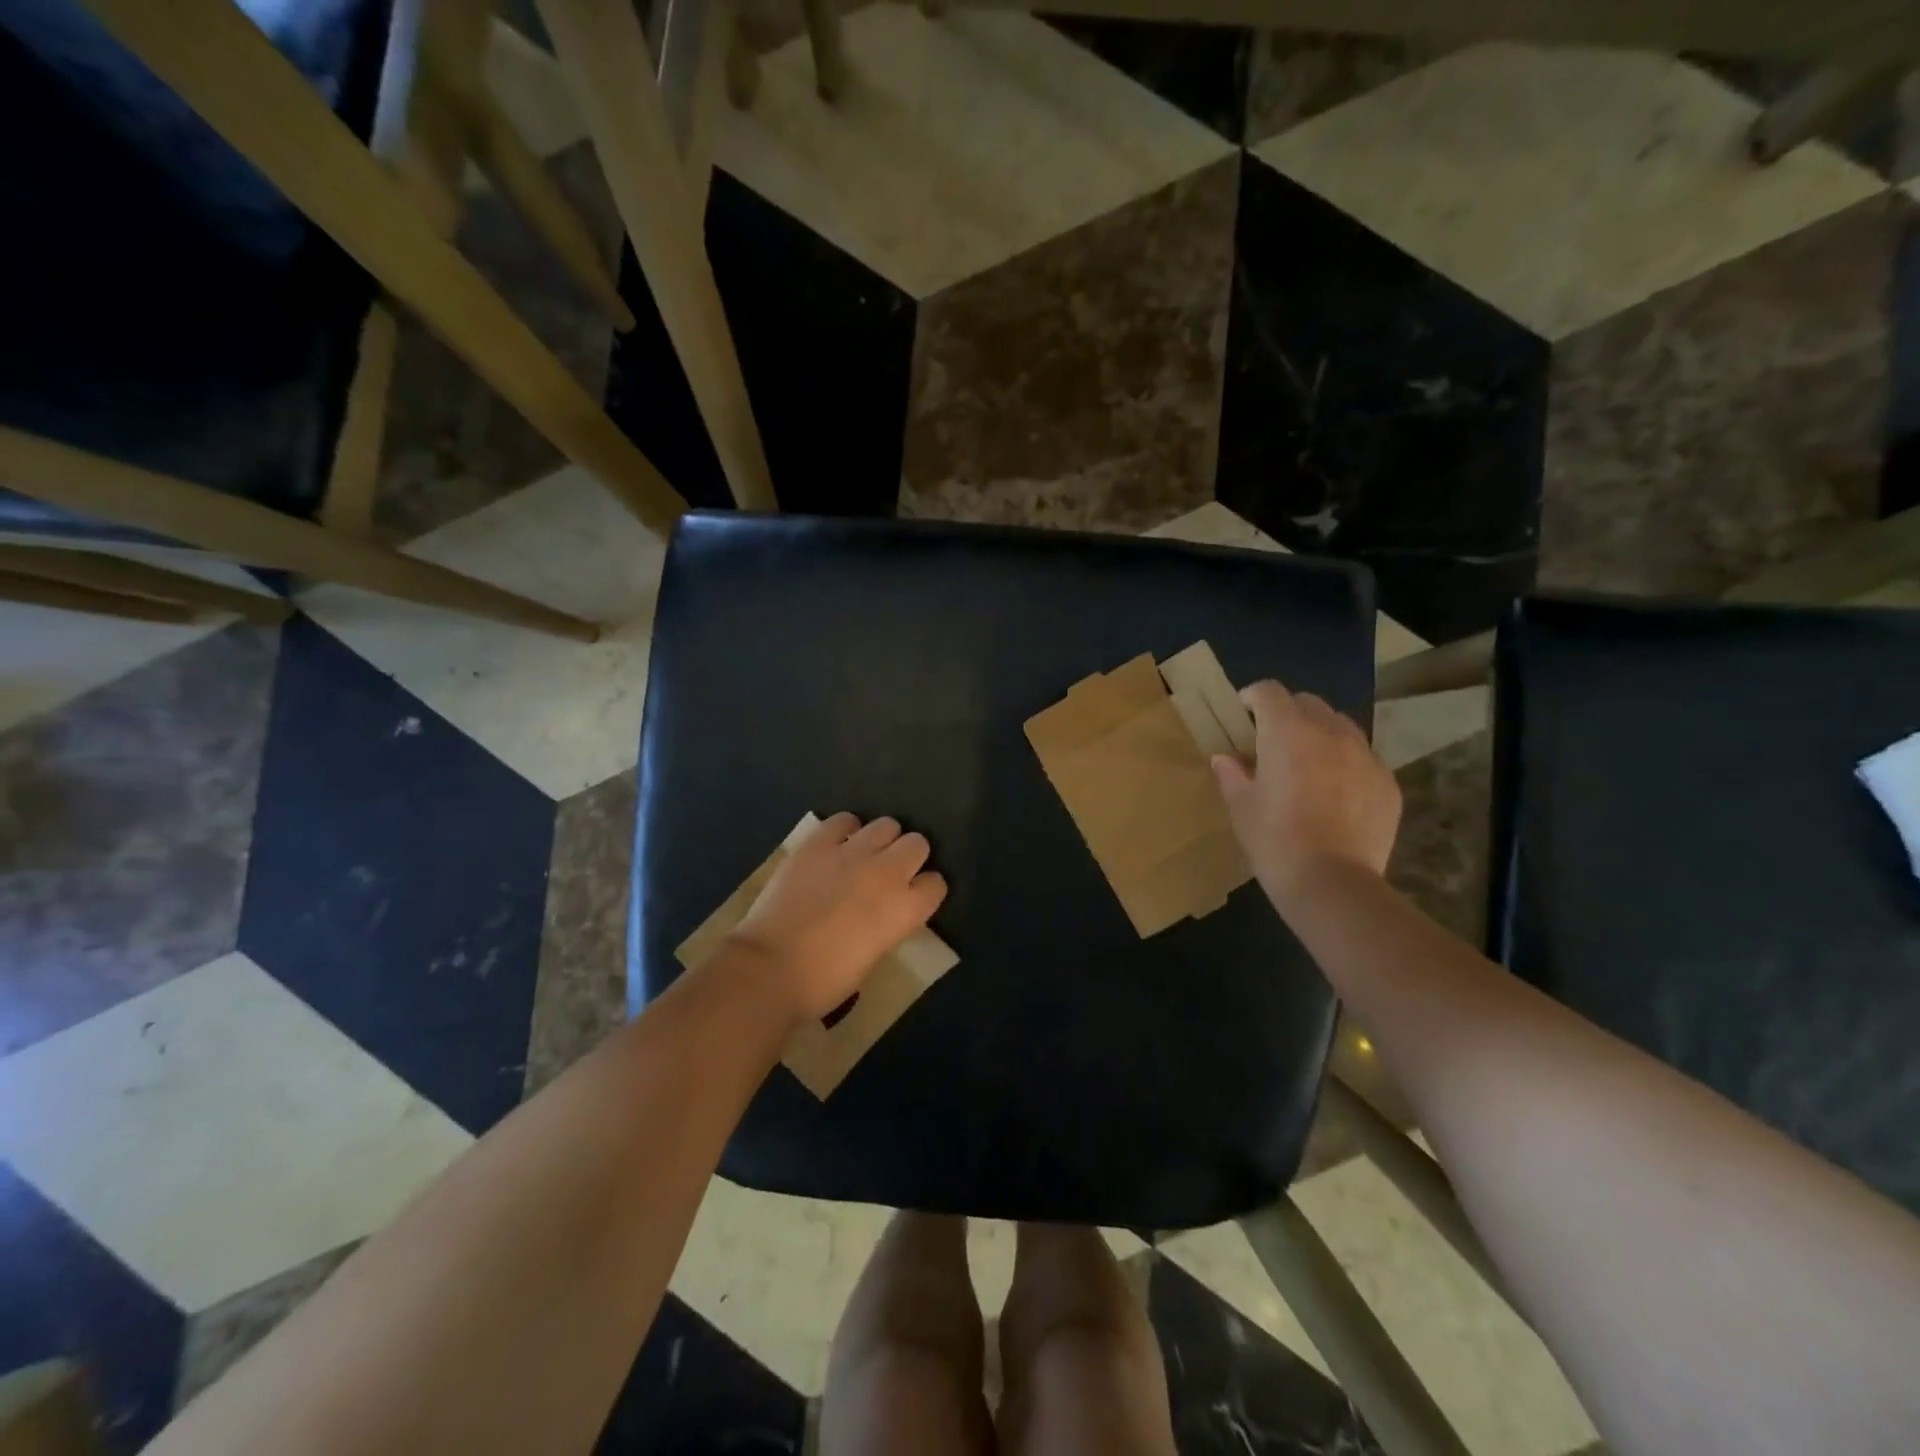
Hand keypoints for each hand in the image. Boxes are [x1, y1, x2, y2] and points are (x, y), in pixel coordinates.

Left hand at [726, 813, 948, 1022]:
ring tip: (864, 856)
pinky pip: (844, 821)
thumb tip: (884, 913)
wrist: (770, 968)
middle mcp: (887, 873)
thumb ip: (889, 925)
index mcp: (904, 909)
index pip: (936, 884)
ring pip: (887, 825)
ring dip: (881, 840)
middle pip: (918, 844)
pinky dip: (845, 831)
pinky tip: (836, 846)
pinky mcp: (818, 843)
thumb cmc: (824, 981)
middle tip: (890, 874)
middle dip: (909, 857)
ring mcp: (851, 853)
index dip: (925, 891)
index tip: (912, 899)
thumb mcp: (873, 956)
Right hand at [1211, 681, 1401, 907]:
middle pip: (1308, 703)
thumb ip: (1232, 775)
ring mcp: (1365, 756)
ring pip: (1340, 727)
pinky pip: (1363, 758)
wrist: (1332, 883)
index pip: (1269, 692)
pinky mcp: (1387, 782)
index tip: (1243, 714)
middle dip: (1288, 713)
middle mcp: (1330, 733)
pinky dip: (1345, 763)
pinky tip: (1335, 794)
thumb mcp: (1242, 808)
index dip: (1253, 697)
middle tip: (1272, 741)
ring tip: (1307, 764)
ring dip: (1319, 734)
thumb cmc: (1275, 841)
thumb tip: (1224, 758)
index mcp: (1287, 733)